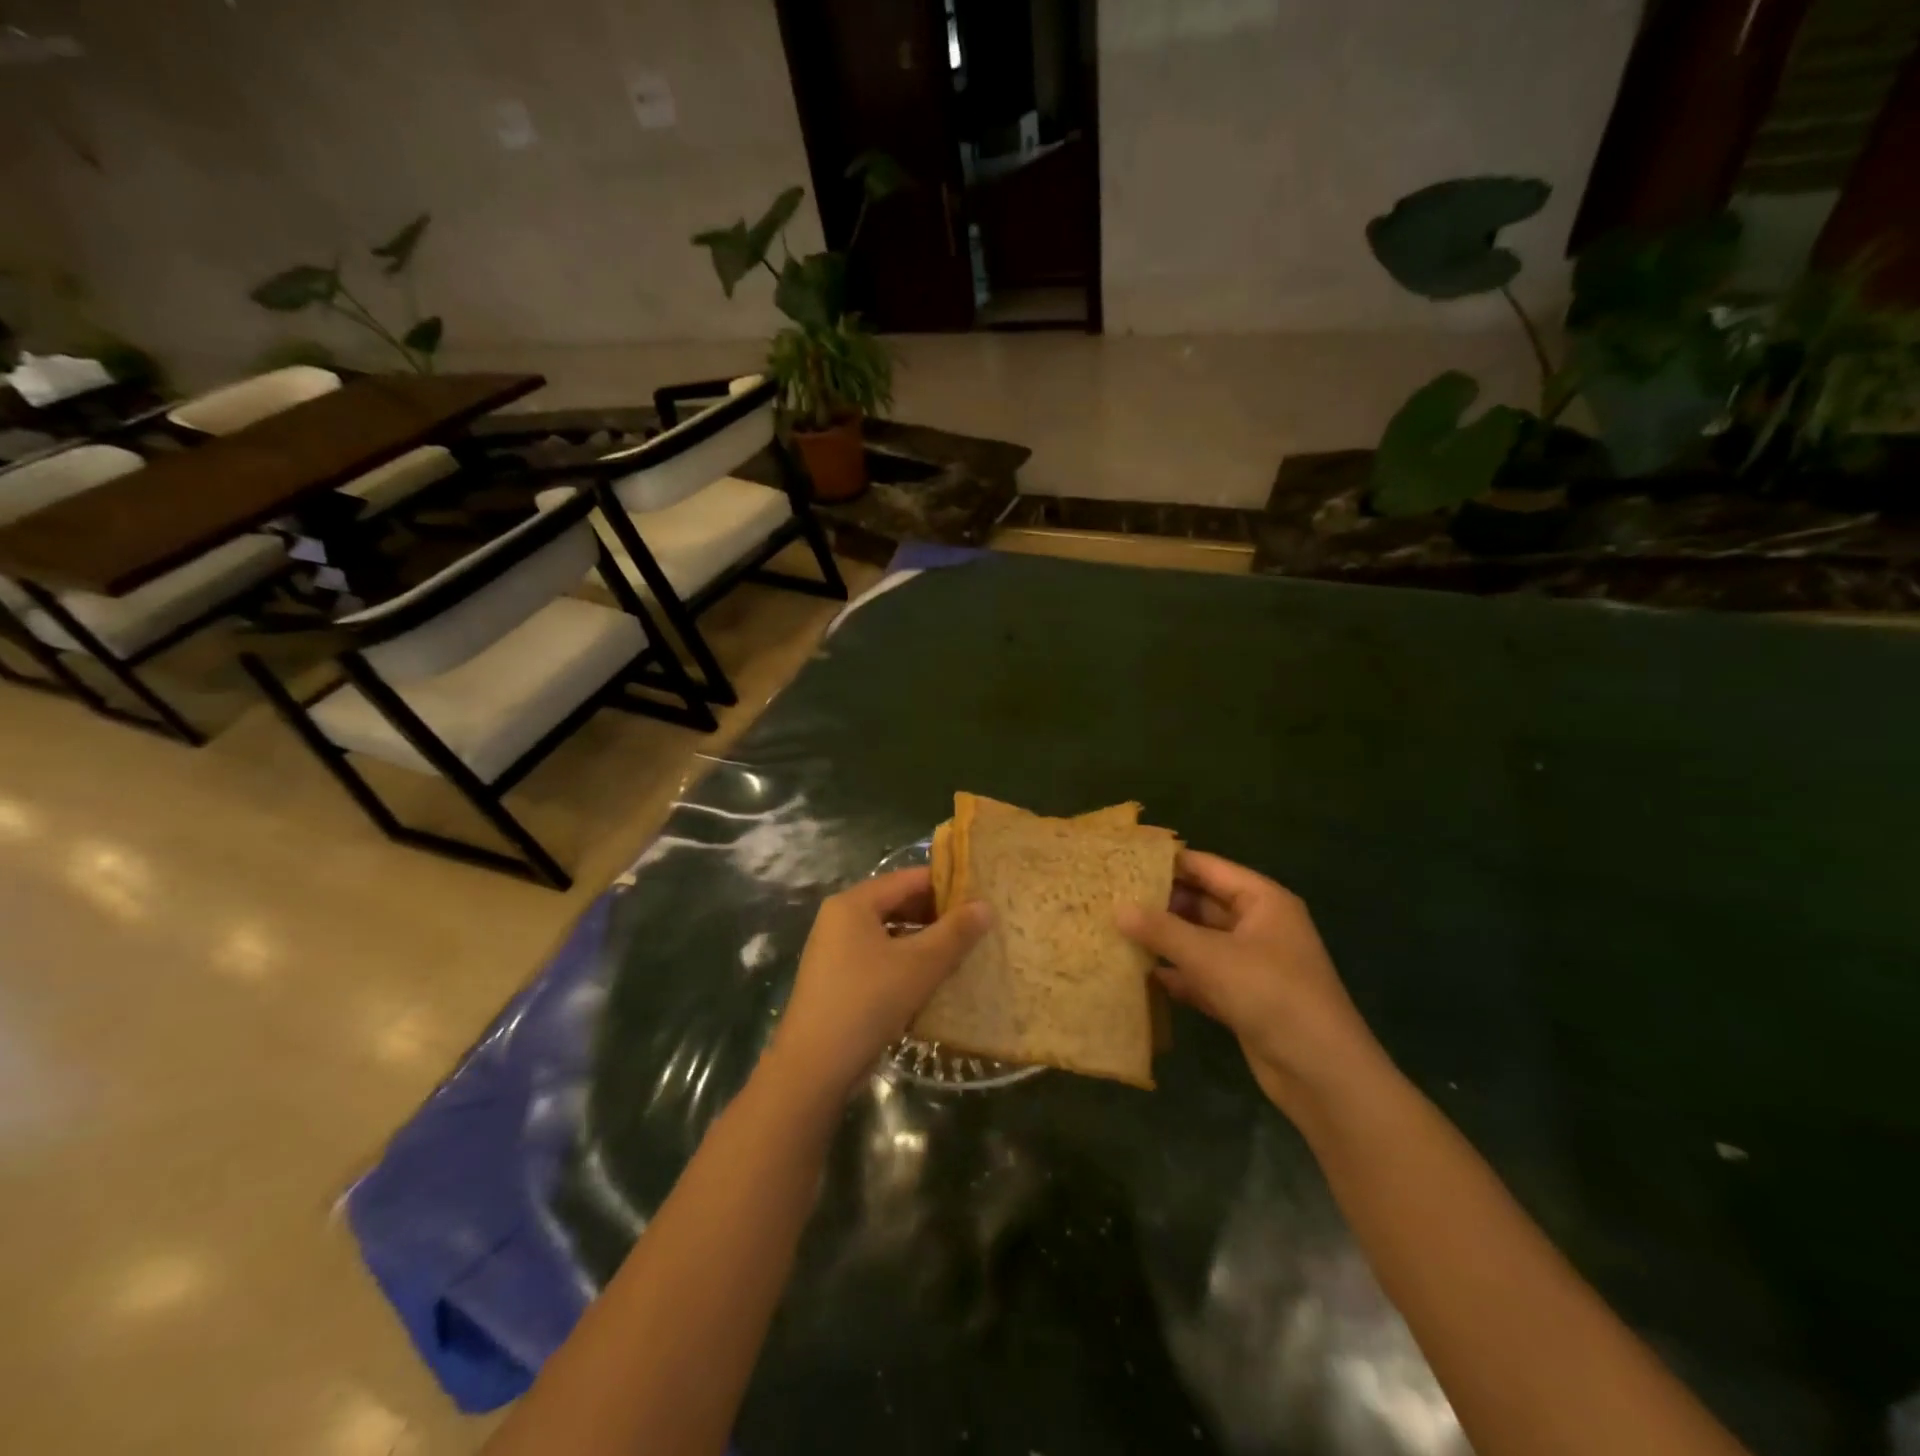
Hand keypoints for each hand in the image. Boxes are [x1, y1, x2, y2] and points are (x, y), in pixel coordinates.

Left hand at [765, 868, 990, 1102]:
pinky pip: (878, 958)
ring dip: (922, 941)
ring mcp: (834, 951)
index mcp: (853, 903)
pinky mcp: (836, 981)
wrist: (813, 1068)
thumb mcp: (920, 965)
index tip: (980, 897)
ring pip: (889, 934)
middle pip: (896, 904)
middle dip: (935, 915)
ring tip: (959, 953)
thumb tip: (986, 906)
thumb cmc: (868, 1002)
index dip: (946, 885)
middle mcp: (839, 919)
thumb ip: (955, 932)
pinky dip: (904, 963)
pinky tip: (930, 981)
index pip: (907, 879)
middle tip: (975, 927)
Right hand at [1116, 851, 1386, 1121]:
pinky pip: (1203, 976)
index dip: (1167, 862)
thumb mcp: (1211, 957)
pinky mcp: (1244, 998)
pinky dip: (1176, 975)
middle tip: (1111, 897)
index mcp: (1262, 901)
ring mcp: (1251, 964)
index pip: (1207, 867)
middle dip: (1160, 903)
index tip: (1124, 860)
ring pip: (1200, 941)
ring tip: (1116, 930)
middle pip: (1201, 903)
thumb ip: (1162, 930)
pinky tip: (1139, 974)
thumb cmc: (1270, 994)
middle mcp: (1258, 925)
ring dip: (1164, 940)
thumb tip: (1118, 908)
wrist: (1321, 1073)